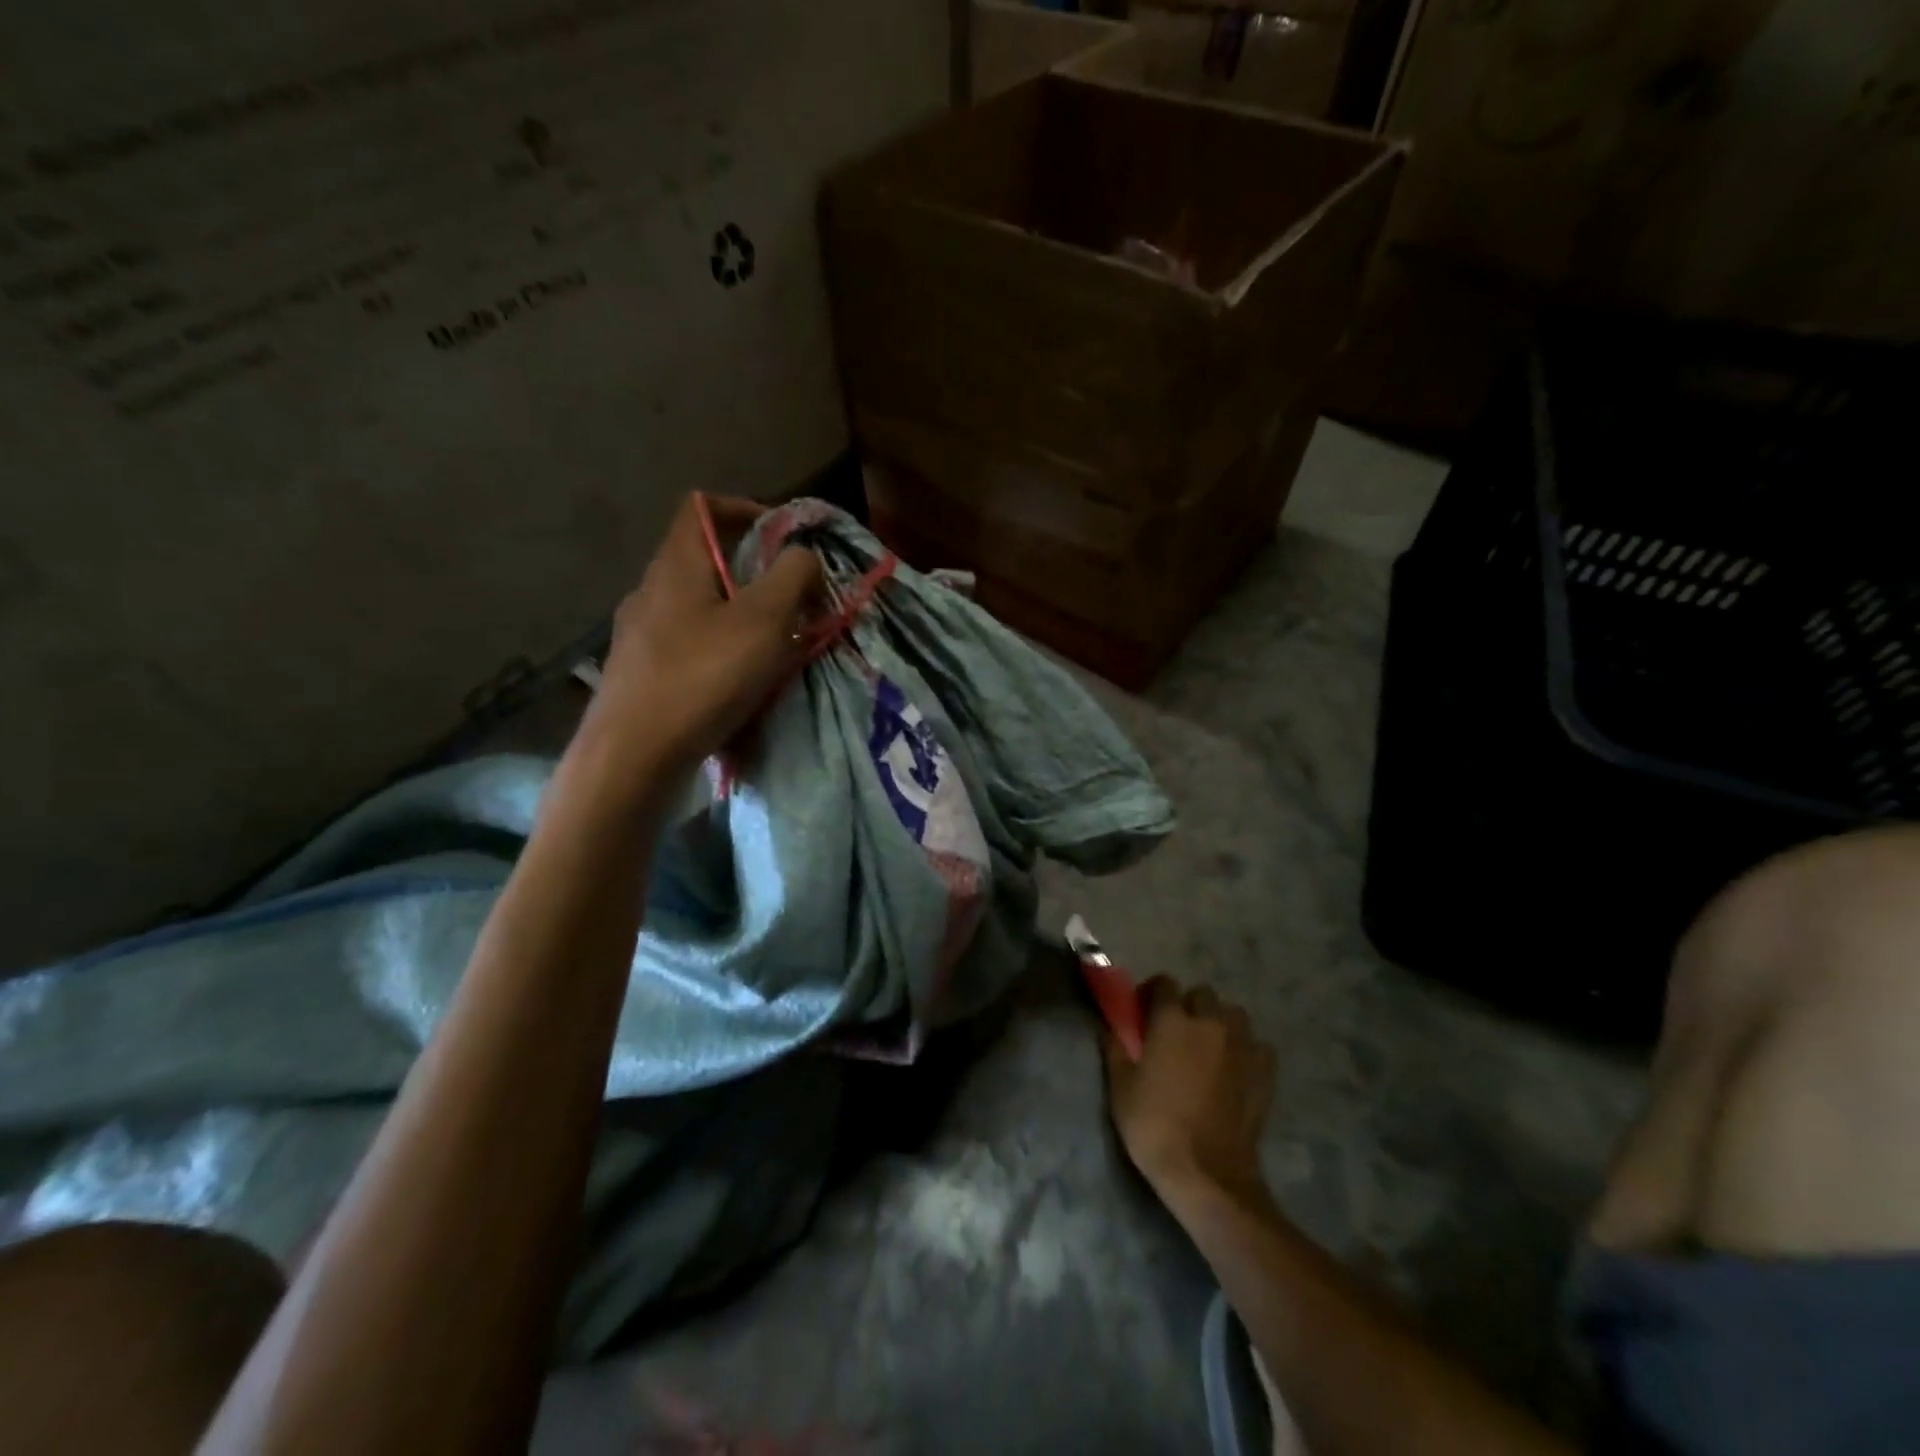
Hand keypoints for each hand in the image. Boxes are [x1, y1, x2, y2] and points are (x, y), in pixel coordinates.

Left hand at [588, 494, 821, 776]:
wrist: (634, 757)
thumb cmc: (703, 677)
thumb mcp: (766, 619)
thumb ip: (793, 575)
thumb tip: (803, 557)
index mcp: (676, 565)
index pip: (702, 506)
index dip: (745, 508)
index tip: (783, 539)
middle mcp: (650, 591)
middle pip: (705, 561)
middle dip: (754, 575)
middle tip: (792, 604)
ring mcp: (639, 635)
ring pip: (699, 608)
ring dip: (739, 618)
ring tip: (773, 649)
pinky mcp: (639, 674)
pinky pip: (689, 646)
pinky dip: (720, 652)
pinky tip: (738, 686)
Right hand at [1104, 978, 1276, 1207]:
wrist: (1206, 1175)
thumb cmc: (1154, 1126)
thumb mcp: (1120, 1086)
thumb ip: (1115, 1047)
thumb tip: (1112, 1025)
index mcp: (1173, 1020)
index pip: (1164, 983)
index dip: (1152, 993)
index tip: (1143, 1012)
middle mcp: (1210, 1022)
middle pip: (1201, 994)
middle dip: (1187, 1005)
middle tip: (1174, 1031)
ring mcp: (1242, 1046)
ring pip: (1232, 1014)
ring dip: (1218, 1021)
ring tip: (1206, 1046)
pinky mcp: (1264, 1072)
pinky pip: (1256, 1044)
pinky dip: (1245, 1048)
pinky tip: (1234, 1067)